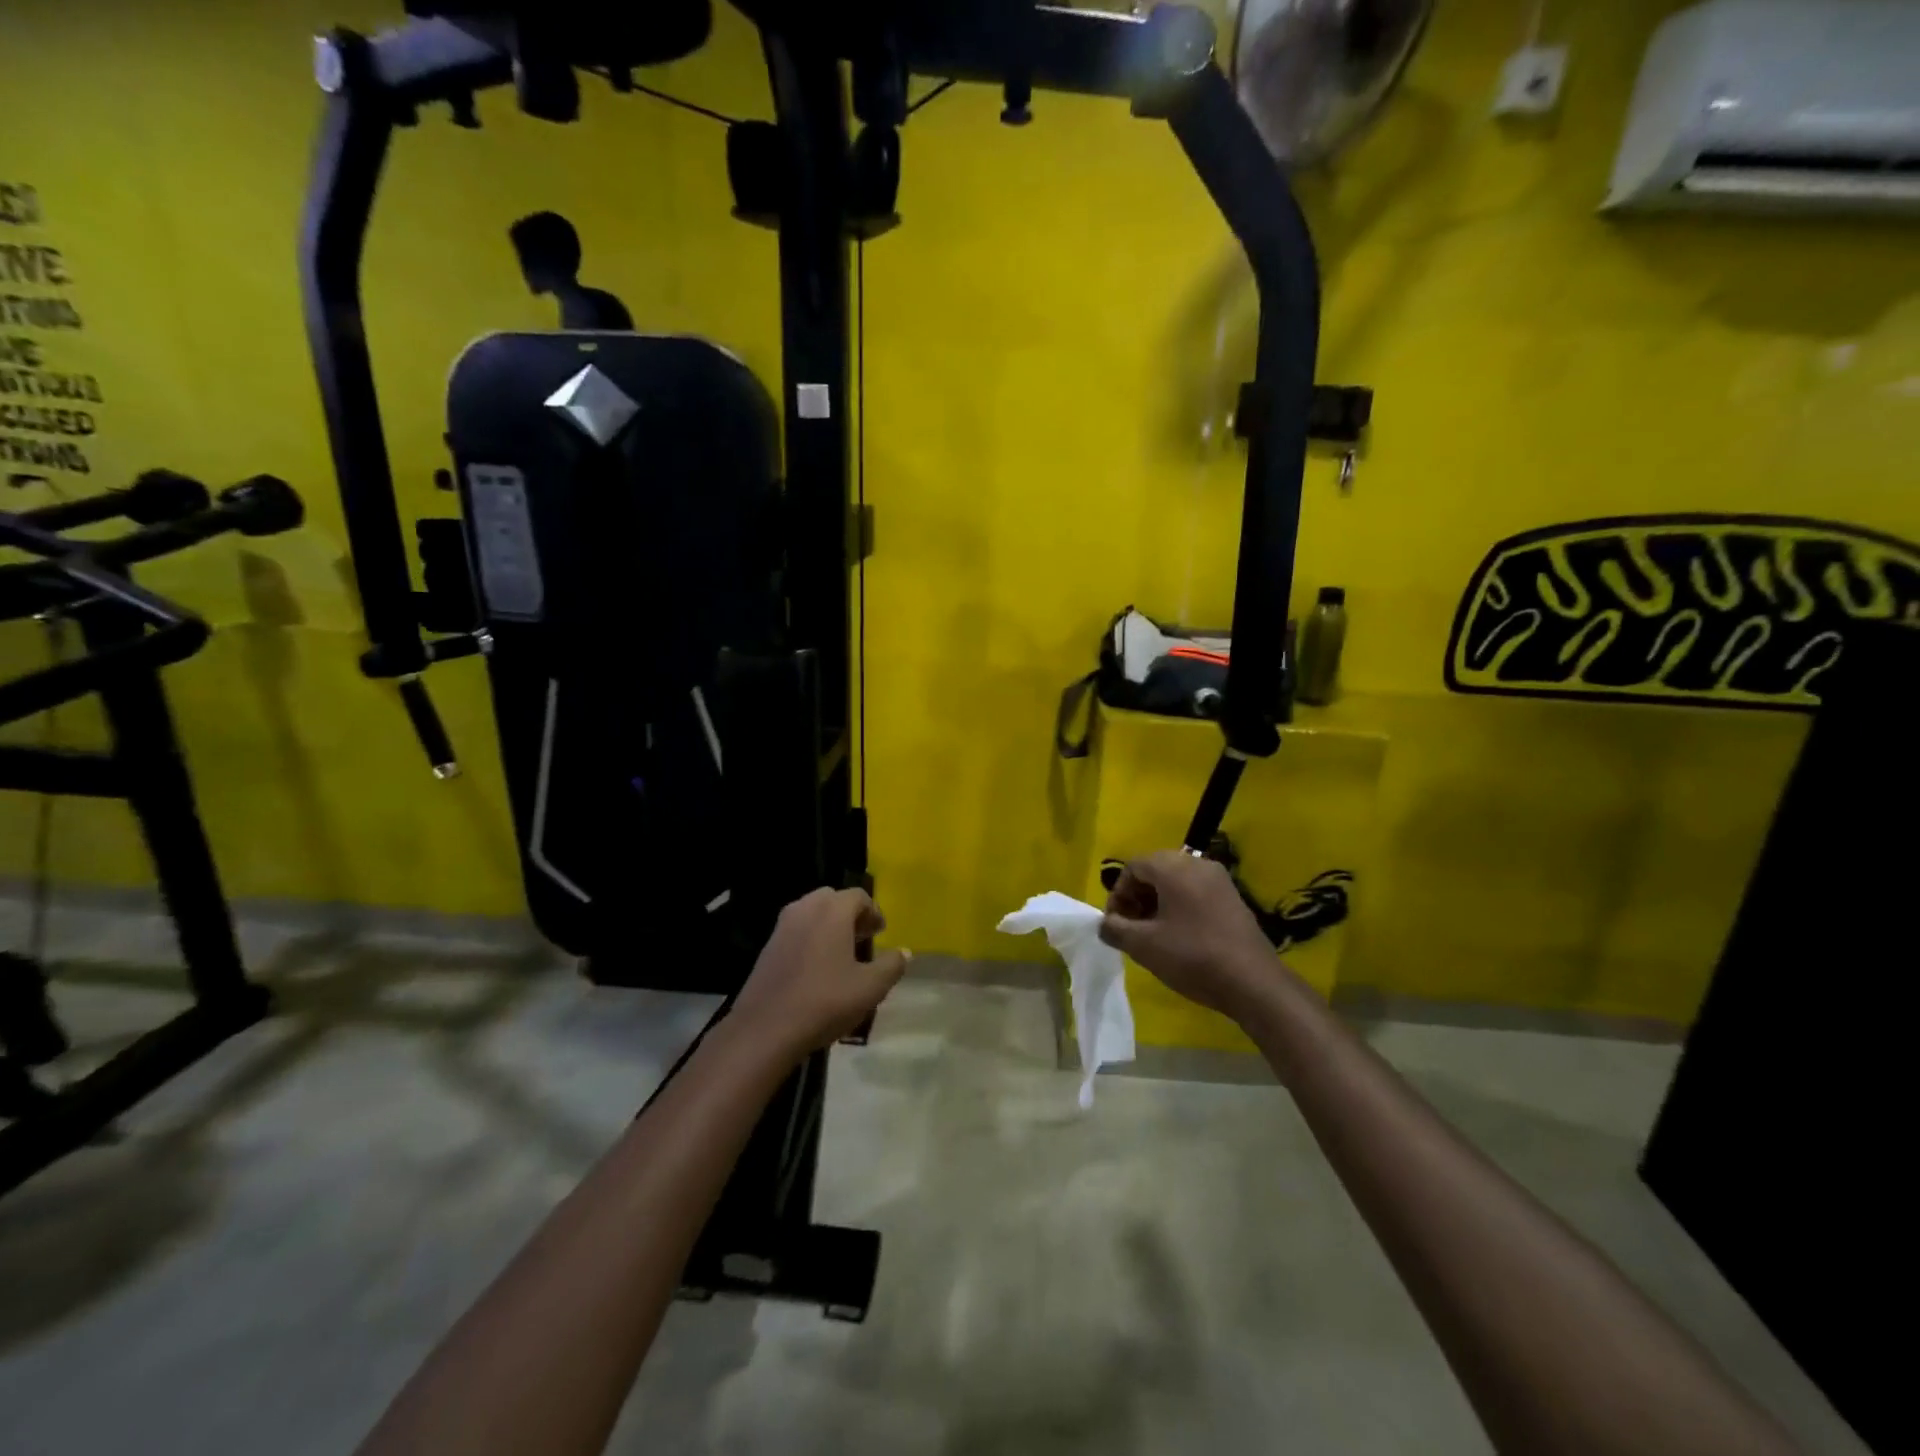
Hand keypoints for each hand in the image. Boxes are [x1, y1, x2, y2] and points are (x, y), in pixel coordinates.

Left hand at [730, 887, 909, 1058]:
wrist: (765, 1029)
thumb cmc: (825, 1002)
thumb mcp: (870, 988)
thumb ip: (891, 965)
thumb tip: (904, 952)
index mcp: (832, 910)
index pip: (859, 896)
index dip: (873, 912)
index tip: (880, 933)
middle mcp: (805, 908)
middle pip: (833, 899)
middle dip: (850, 915)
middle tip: (862, 939)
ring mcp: (782, 926)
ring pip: (812, 913)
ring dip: (829, 925)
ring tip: (841, 954)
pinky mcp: (767, 946)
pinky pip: (796, 930)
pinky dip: (810, 938)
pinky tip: (816, 969)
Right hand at [1099, 851, 1278, 1019]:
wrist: (1253, 982)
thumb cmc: (1192, 957)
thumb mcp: (1143, 946)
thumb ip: (1115, 929)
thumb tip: (1105, 924)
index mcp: (1173, 867)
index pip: (1133, 866)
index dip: (1118, 894)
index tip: (1116, 923)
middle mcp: (1197, 864)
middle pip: (1154, 870)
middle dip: (1137, 897)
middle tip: (1131, 928)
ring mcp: (1219, 880)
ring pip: (1175, 881)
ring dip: (1157, 902)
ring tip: (1153, 934)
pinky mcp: (1232, 898)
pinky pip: (1195, 891)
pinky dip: (1179, 906)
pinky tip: (1179, 936)